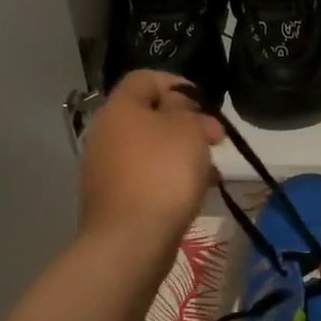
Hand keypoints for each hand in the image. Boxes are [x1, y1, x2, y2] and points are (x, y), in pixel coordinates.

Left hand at [80, 72, 223, 253]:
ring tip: (212, 169)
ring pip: (150, 147)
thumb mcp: (186, 128)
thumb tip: (177, 106)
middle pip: (149, 115)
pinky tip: (196, 192)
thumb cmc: (163, 173)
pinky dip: (169, 178)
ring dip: (181, 152)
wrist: (130, 241)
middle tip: (215, 138)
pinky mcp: (112, 198)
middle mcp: (106, 133)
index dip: (177, 83)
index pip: (145, 78)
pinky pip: (145, 176)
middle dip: (186, 122)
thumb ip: (185, 108)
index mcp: (119, 108)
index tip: (204, 103)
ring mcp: (105, 168)